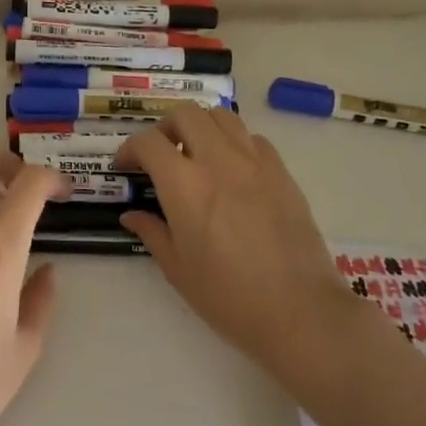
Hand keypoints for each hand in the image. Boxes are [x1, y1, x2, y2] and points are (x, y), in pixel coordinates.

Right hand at [119, 109, 349, 377]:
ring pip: (221, 116)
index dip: (130, 149)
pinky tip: (233, 170)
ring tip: (197, 154)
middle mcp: (218, 160)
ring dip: (201, 127)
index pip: (148, 142)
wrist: (300, 312)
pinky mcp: (281, 171)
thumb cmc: (230, 297)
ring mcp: (254, 161)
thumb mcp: (178, 270)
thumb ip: (151, 232)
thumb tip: (131, 215)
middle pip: (185, 114)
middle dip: (165, 127)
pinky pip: (252, 138)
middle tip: (160, 154)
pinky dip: (234, 142)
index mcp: (185, 184)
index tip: (126, 167)